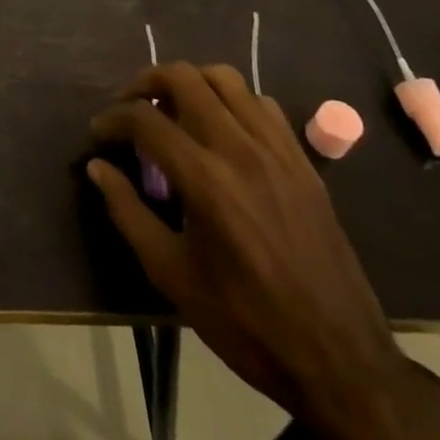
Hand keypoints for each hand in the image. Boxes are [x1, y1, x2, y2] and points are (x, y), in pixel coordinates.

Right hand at [89, 65, 439, 439]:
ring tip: (174, 108)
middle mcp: (240, 149)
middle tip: (130, 107)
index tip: (99, 134)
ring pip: (225, 78)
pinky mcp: (303, 160)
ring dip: (190, 82)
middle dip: (146, 82)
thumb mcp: (173, 276)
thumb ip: (128, 213)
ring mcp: (277, 149)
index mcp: (206, 179)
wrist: (342, 362)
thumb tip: (97, 167)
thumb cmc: (247, 322)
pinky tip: (223, 130)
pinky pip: (262, 104)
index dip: (113, 119)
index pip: (145, 119)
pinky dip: (233, 102)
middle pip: (184, 77)